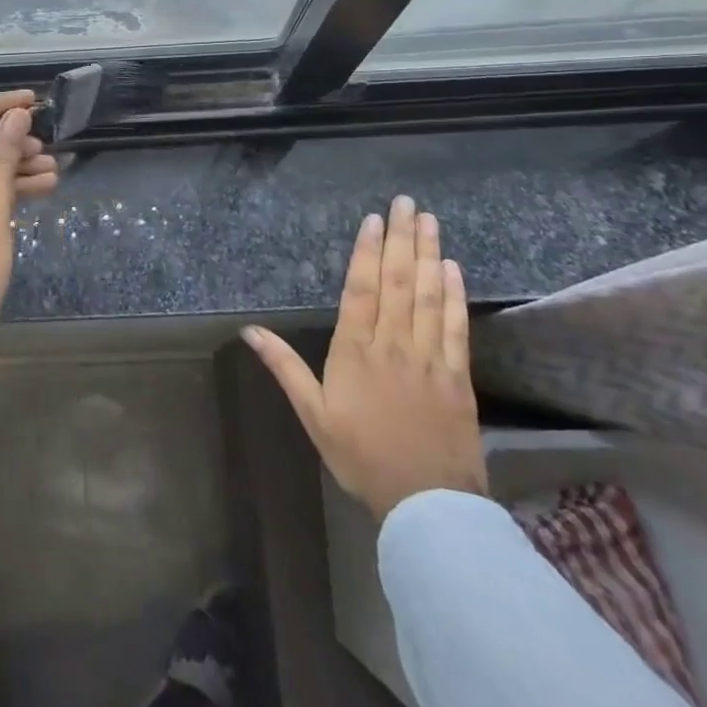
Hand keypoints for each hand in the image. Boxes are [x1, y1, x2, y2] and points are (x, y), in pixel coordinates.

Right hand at [243, 196, 486, 521]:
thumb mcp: (313, 414)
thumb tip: (249, 331)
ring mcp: (429, 358)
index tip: (374, 220)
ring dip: (428, 255)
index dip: (367, 252)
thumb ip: (284, 367)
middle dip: (401, 239)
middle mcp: (393, 345)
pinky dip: (453, 295)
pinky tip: (452, 269)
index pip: (361, 290)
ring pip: (427, 296)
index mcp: (355, 351)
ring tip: (429, 221)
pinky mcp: (457, 375)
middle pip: (397, 282)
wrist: (426, 503)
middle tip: (406, 202)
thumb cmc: (360, 455)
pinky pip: (455, 327)